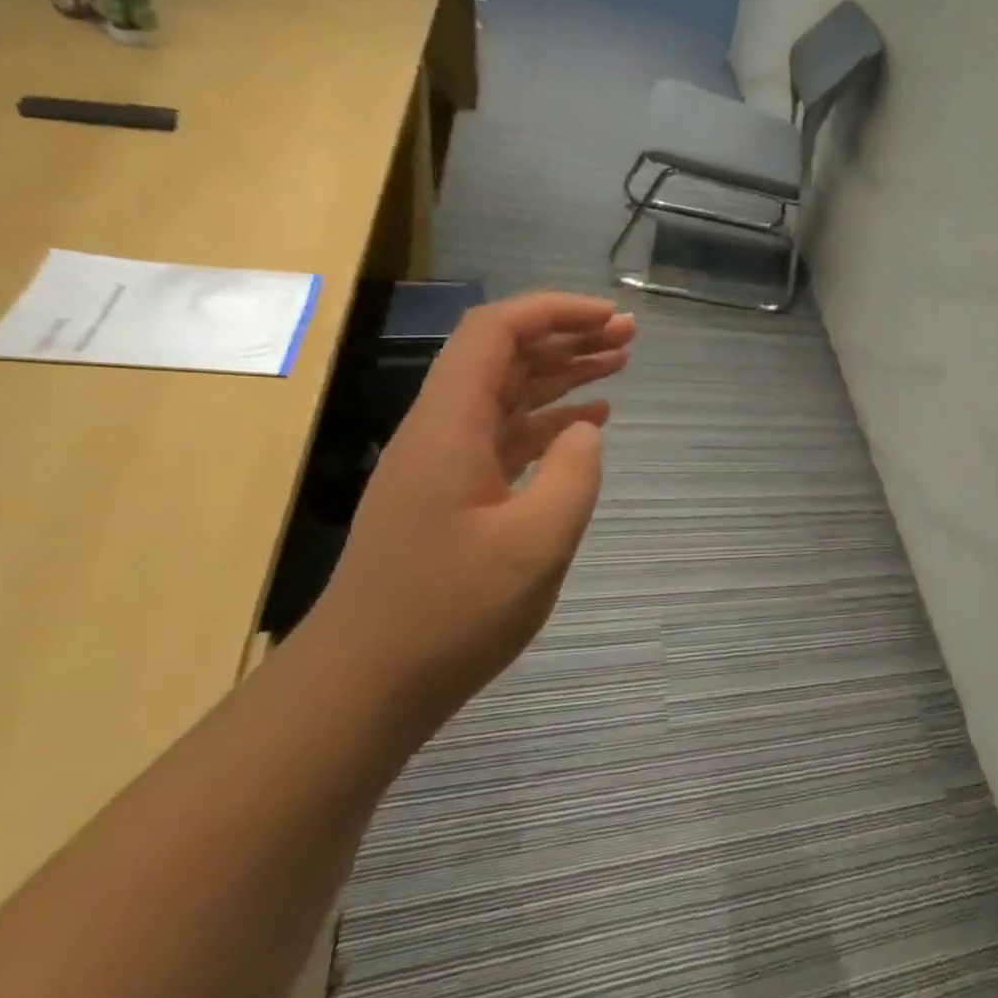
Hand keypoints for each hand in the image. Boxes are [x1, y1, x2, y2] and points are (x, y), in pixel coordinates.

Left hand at [306, 292, 635, 719]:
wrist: (367, 685)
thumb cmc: (450, 613)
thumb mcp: (535, 544)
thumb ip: (573, 475)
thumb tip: (588, 429)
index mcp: (450, 427)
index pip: (495, 333)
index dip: (554, 312)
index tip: (611, 319)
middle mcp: (442, 432)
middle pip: (503, 357)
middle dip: (567, 337)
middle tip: (630, 336)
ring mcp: (446, 465)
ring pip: (509, 396)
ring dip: (562, 374)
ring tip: (620, 364)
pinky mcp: (455, 496)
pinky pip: (508, 437)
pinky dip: (551, 422)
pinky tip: (589, 424)